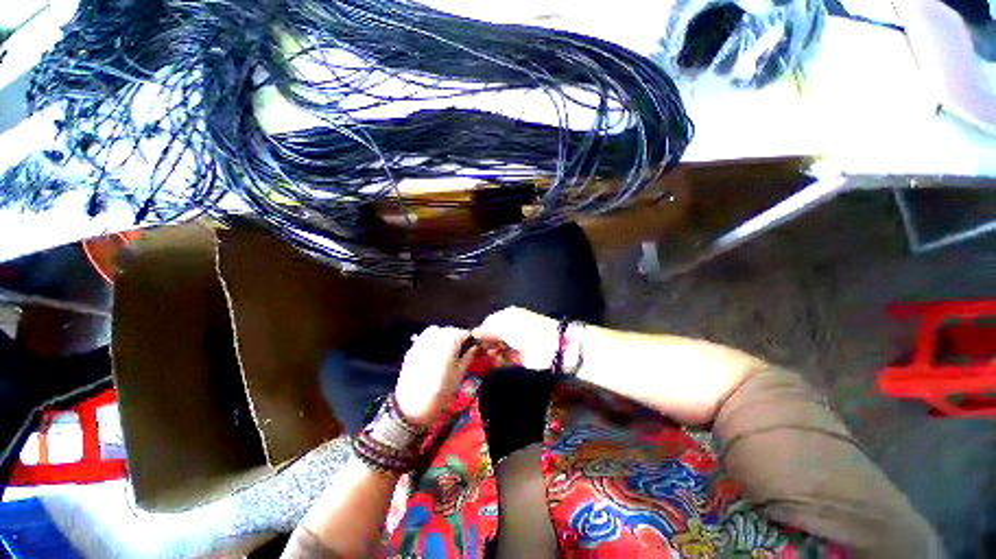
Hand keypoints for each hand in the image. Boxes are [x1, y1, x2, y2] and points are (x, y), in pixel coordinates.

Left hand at [394, 326, 471, 426]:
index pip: (464, 332)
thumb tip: (475, 347)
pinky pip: (425, 338)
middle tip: (461, 350)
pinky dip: (432, 341)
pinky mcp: (412, 348)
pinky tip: (433, 354)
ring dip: (443, 336)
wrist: (412, 405)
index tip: (473, 347)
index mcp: (450, 340)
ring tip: (446, 350)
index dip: (470, 339)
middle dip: (457, 337)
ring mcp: (422, 341)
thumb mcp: (460, 373)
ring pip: (436, 331)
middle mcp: (436, 336)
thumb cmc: (442, 390)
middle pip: (450, 330)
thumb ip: (469, 356)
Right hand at [473, 307, 559, 370]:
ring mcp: (515, 343)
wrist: (552, 347)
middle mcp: (510, 328)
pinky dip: (499, 361)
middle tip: (478, 352)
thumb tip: (474, 332)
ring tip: (487, 357)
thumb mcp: (505, 326)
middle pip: (492, 336)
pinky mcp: (519, 358)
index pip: (489, 322)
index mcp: (508, 316)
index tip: (472, 342)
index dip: (481, 331)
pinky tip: (496, 362)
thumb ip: (488, 329)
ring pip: (497, 348)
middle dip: (485, 343)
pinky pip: (504, 359)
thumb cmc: (526, 331)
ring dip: (491, 353)